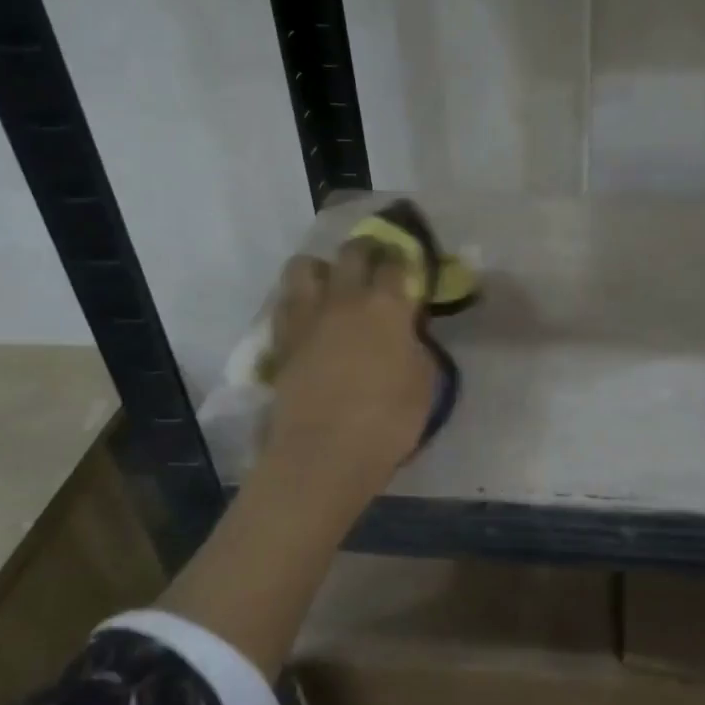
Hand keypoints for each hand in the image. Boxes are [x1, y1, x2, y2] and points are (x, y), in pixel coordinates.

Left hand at [259, 239, 437, 495]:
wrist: (323, 454)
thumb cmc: (387, 422)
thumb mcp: (423, 382)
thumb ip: (415, 346)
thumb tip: (405, 333)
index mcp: (386, 305)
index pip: (398, 262)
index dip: (405, 259)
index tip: (409, 266)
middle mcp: (344, 298)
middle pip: (352, 251)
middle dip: (367, 251)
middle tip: (375, 265)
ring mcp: (307, 316)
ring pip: (305, 265)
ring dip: (322, 269)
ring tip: (332, 287)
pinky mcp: (281, 339)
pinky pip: (286, 302)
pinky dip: (299, 301)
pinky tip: (310, 318)